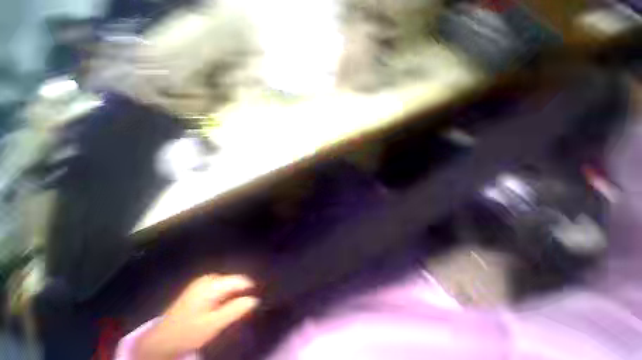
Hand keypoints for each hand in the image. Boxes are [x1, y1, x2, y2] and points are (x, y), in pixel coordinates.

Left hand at [135, 274, 258, 359]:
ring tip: (238, 305)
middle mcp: (208, 277)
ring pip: (228, 282)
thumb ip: (235, 310)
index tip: (259, 298)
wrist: (161, 339)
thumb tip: (256, 299)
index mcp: (212, 284)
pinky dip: (226, 292)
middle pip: (234, 280)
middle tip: (247, 305)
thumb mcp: (214, 324)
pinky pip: (220, 285)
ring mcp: (202, 281)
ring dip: (234, 292)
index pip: (241, 280)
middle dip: (242, 290)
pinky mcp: (198, 286)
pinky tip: (225, 303)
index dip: (251, 288)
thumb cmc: (189, 332)